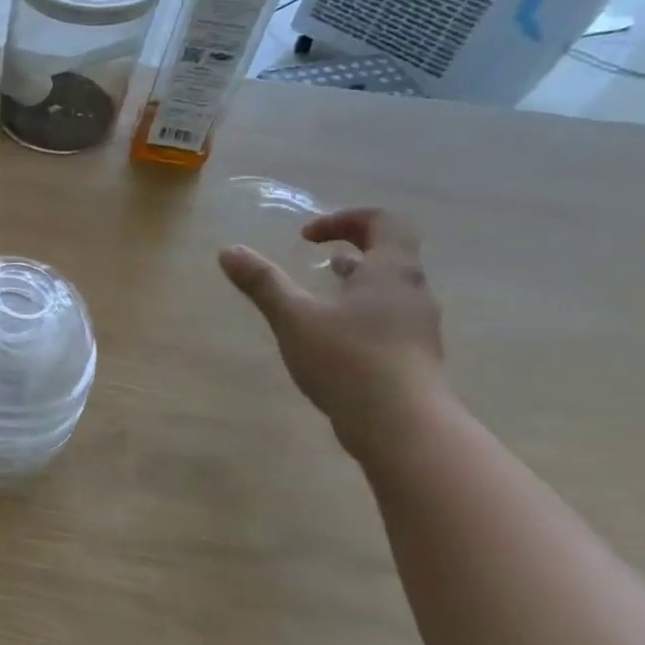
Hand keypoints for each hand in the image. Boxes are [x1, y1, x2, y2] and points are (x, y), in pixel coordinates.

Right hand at [219, 207, 446, 449]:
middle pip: (390, 253)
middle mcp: (412, 292)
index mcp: (391, 272)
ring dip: (355, 279)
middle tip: (314, 253)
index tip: (307, 236)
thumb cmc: (348, 360)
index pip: (385, 222)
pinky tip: (331, 332)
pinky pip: (386, 316)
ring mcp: (416, 326)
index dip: (346, 219)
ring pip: (388, 287)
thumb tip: (229, 250)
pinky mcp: (411, 355)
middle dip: (351, 246)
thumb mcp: (294, 318)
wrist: (403, 425)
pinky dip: (359, 309)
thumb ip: (262, 283)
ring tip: (321, 288)